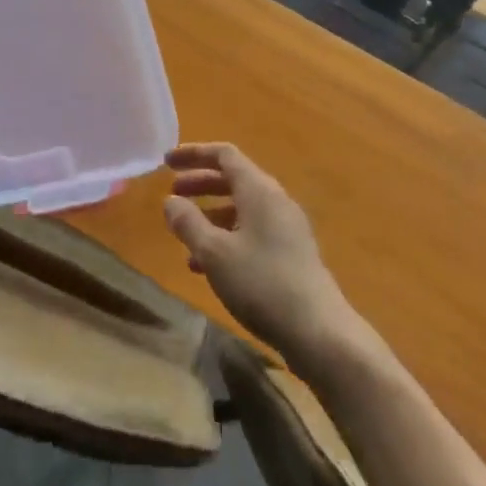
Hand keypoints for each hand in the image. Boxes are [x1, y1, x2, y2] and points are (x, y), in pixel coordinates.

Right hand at [163, 143, 362, 377]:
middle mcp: (275, 200)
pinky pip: (252, 231)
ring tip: (184, 234)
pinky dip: (227, 237)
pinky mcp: (291, 254)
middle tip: (171, 193)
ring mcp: (287, 228)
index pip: (224, 154)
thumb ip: (188, 222)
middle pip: (233, 179)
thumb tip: (170, 200)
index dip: (194, 153)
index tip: (166, 162)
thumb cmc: (261, 283)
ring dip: (211, 214)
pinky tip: (208, 266)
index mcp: (258, 190)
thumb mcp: (214, 252)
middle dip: (200, 183)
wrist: (319, 332)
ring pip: (242, 208)